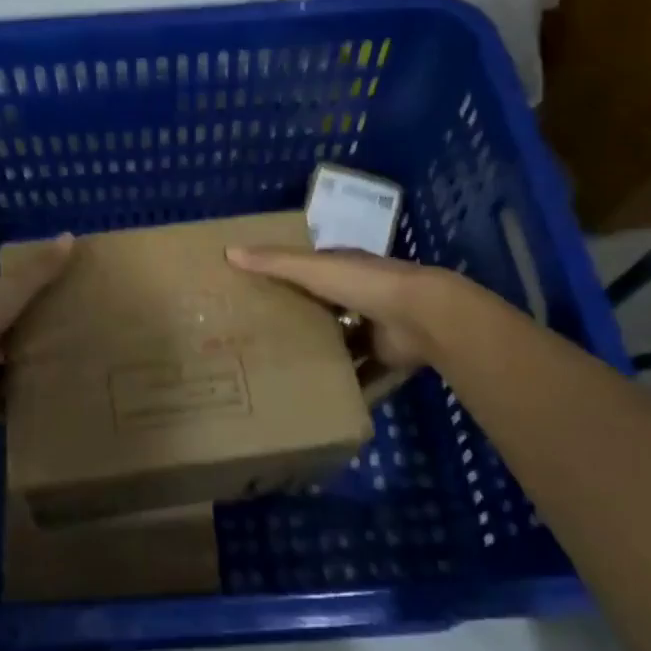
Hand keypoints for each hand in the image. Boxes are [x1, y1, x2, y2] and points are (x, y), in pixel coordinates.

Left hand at [0, 234, 74, 406]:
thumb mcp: (11, 291)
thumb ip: (40, 269)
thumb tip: (70, 235)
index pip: (2, 290)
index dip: (26, 291)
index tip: (56, 297)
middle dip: (23, 334)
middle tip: (63, 341)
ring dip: (16, 369)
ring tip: (53, 375)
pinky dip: (6, 403)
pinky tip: (32, 408)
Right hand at [226, 245, 454, 375]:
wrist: (421, 316)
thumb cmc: (365, 284)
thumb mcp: (313, 269)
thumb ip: (275, 262)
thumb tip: (229, 252)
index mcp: (344, 270)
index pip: (310, 272)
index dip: (285, 279)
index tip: (255, 293)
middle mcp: (360, 296)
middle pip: (324, 310)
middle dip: (300, 322)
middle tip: (262, 341)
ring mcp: (376, 328)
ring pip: (342, 343)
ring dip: (322, 355)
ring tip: (284, 373)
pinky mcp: (386, 358)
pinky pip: (361, 374)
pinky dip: (346, 385)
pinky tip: (319, 398)